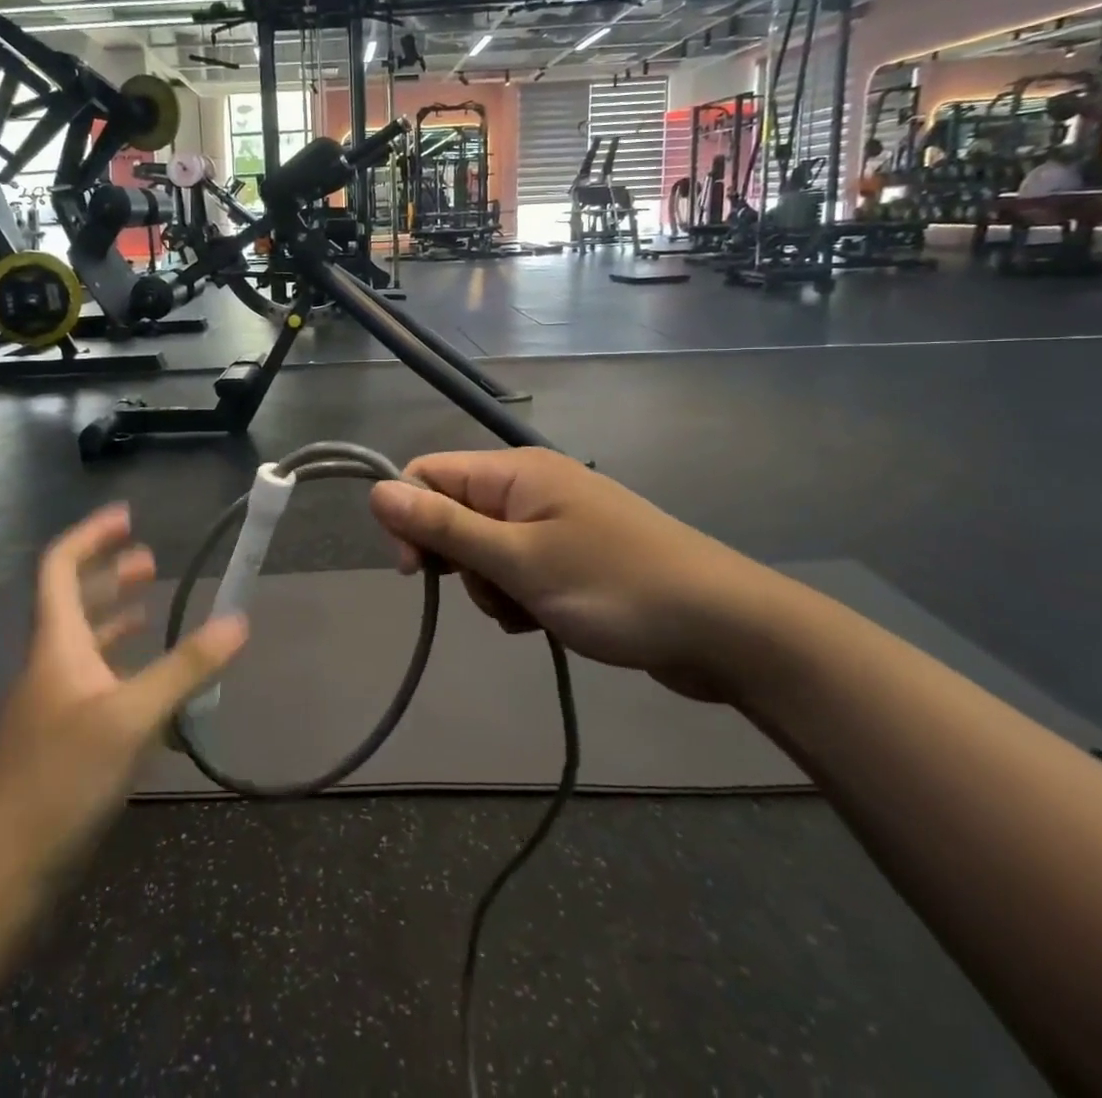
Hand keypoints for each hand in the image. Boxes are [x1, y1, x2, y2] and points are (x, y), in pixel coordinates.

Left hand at [0, 504, 247, 879]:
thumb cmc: (58, 781)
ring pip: (84, 647)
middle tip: (150, 563)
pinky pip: (94, 687)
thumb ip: (185, 668)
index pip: (60, 568)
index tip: (127, 517)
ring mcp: (52, 709)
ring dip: (114, 620)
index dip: (90, 535)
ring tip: (151, 609)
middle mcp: (50, 667)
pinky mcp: (60, 746)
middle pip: (73, 603)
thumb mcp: (130, 718)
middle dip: (110, 576)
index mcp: (55, 645)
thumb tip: (239, 621)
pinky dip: (121, 671)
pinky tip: (151, 689)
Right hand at [369, 450, 768, 700]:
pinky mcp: (571, 555)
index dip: (409, 519)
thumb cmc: (615, 588)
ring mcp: (553, 521)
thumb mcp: (519, 561)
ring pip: (483, 550)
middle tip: (493, 594)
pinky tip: (545, 621)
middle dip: (458, 561)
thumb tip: (376, 491)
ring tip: (529, 613)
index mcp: (515, 471)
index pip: (428, 474)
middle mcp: (530, 487)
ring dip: (490, 588)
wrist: (725, 629)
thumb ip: (444, 527)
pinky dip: (518, 597)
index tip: (419, 572)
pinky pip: (517, 570)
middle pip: (453, 514)